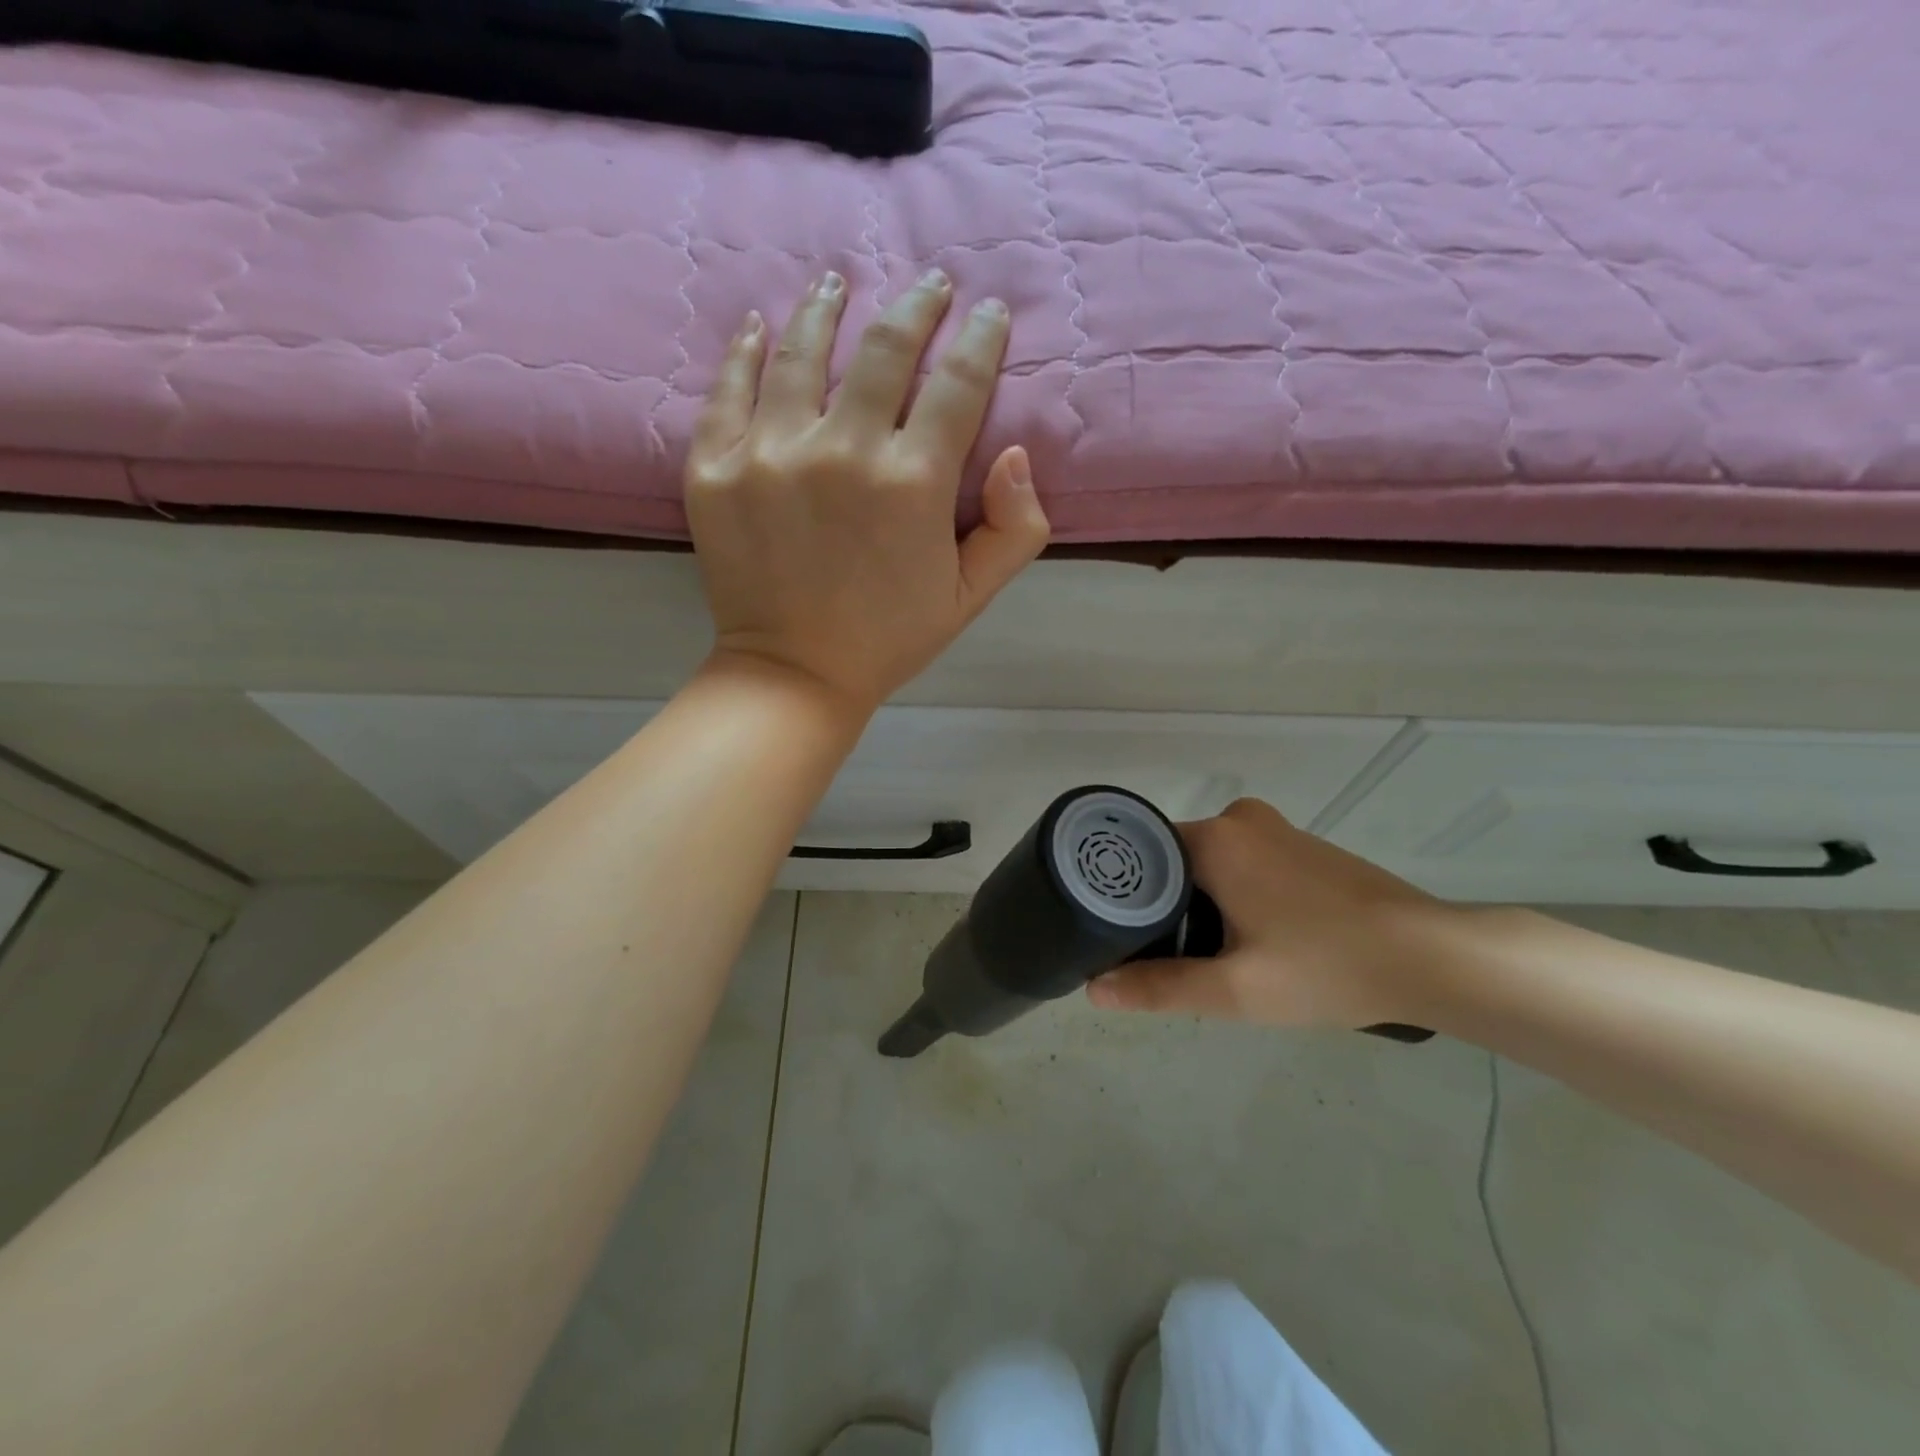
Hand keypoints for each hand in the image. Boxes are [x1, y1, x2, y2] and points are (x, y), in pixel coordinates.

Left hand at [684, 269, 1050, 717]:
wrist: (794, 674)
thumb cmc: (890, 638)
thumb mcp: (971, 597)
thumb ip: (1014, 528)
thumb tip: (1015, 452)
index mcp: (912, 483)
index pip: (956, 384)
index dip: (980, 340)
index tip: (989, 313)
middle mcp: (842, 451)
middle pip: (884, 349)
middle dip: (917, 306)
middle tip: (930, 283)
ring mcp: (769, 453)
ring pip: (801, 351)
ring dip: (828, 307)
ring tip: (839, 283)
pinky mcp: (714, 467)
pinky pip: (729, 387)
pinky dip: (746, 349)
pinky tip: (760, 326)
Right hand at [1088, 798, 1463, 1028]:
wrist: (1431, 957)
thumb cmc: (1326, 967)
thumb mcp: (1236, 990)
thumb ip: (1161, 987)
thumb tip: (1094, 990)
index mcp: (1215, 839)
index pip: (1142, 855)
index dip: (1124, 896)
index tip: (1116, 936)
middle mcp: (1239, 819)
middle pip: (1174, 860)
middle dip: (1164, 907)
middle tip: (1162, 959)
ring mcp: (1275, 830)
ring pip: (1210, 864)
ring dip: (1200, 903)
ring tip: (1204, 957)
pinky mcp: (1301, 847)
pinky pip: (1242, 863)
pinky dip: (1231, 895)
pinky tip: (1250, 939)